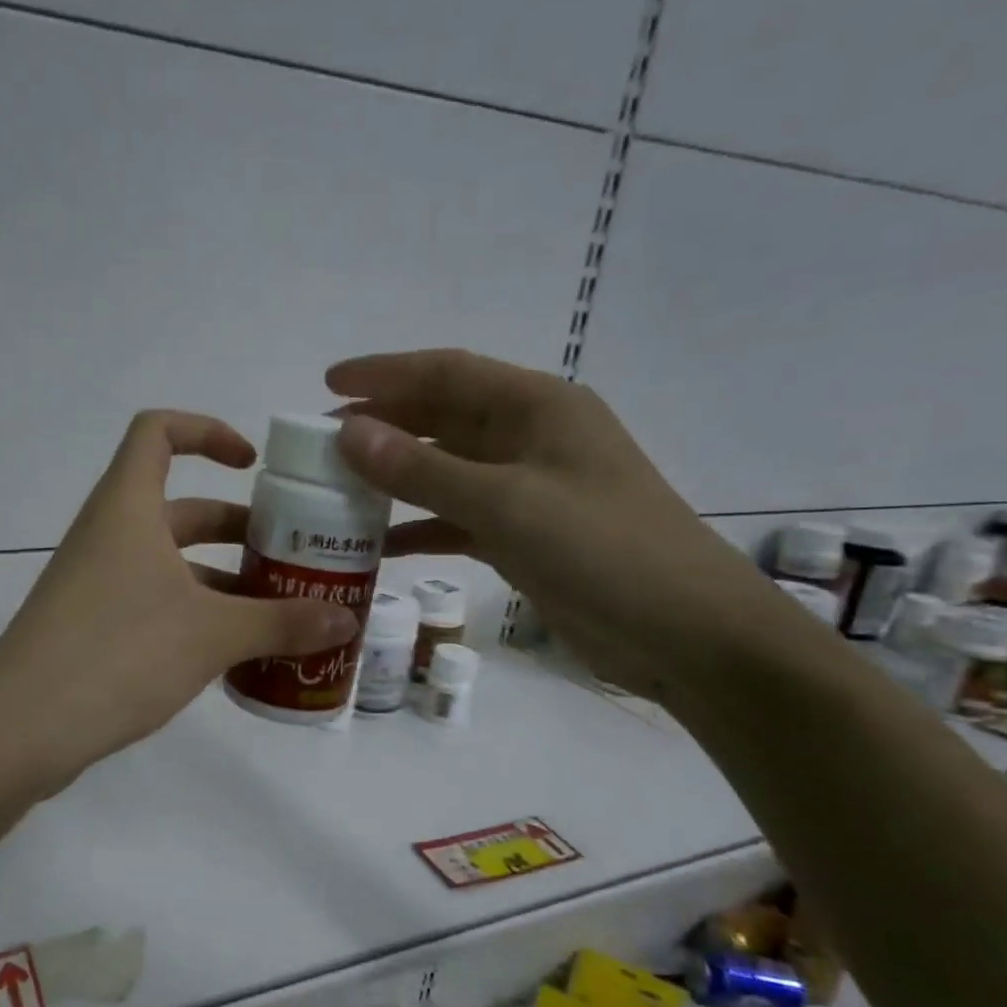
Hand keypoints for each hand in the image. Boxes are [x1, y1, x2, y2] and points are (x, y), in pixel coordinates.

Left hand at [0, 411, 359, 794]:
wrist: (21, 730)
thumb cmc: (119, 654)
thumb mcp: (212, 635)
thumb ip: (282, 623)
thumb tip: (347, 621)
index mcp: (128, 509)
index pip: (158, 432)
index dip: (207, 432)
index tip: (252, 465)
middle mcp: (109, 535)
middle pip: (179, 508)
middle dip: (236, 527)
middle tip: (289, 555)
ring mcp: (96, 583)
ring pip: (169, 562)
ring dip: (221, 579)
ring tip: (276, 611)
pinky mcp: (91, 626)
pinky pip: (153, 601)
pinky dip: (195, 614)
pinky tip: (233, 653)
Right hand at [327, 350, 791, 706]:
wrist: (685, 632)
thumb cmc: (601, 550)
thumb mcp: (505, 504)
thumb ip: (423, 471)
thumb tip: (349, 433)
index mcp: (536, 407)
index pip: (447, 374)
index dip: (384, 374)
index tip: (327, 382)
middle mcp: (530, 439)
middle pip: (443, 419)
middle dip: (383, 426)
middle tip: (321, 443)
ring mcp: (528, 490)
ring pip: (446, 471)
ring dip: (396, 478)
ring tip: (337, 490)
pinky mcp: (526, 536)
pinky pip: (459, 519)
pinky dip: (422, 526)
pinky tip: (382, 543)